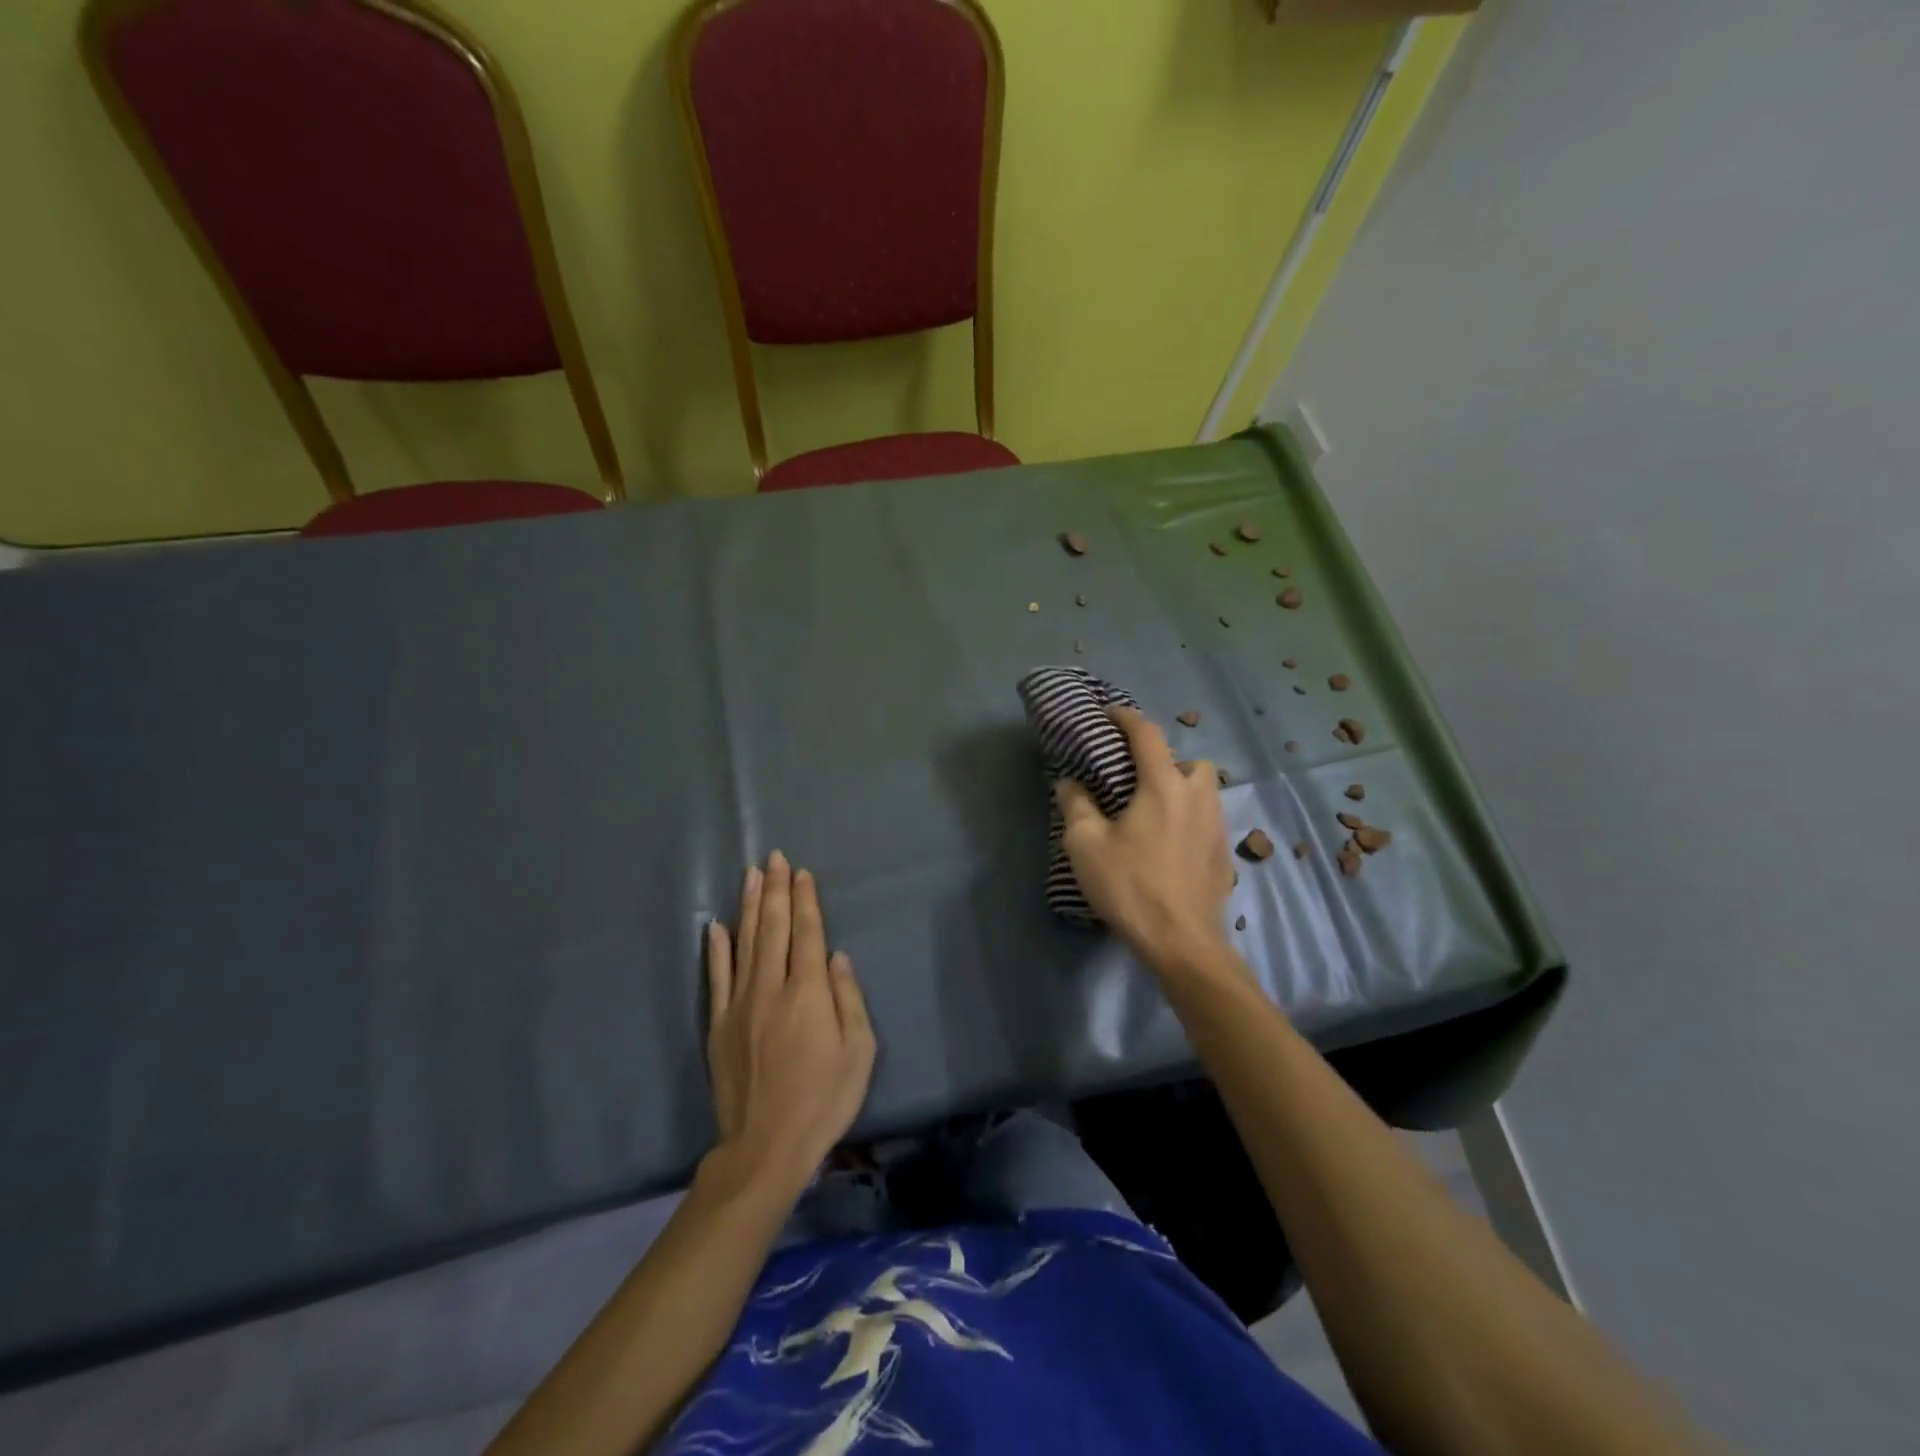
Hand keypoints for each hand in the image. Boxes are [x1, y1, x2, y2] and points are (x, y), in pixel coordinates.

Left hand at [704, 852, 876, 1199]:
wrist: (766, 1147)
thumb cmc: (824, 1100)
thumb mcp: (860, 1052)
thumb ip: (849, 999)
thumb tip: (837, 957)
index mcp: (809, 993)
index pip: (806, 933)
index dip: (805, 900)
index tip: (802, 872)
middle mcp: (772, 988)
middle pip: (773, 928)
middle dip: (775, 889)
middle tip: (774, 857)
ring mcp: (740, 1005)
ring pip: (744, 943)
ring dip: (747, 905)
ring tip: (750, 874)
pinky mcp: (718, 1025)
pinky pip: (716, 978)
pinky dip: (716, 949)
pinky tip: (714, 925)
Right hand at [1055, 707, 1236, 971]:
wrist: (1183, 943)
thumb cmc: (1130, 886)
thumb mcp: (1086, 845)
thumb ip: (1076, 805)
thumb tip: (1070, 783)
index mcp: (1164, 786)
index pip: (1147, 734)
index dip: (1126, 717)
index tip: (1109, 714)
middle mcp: (1198, 796)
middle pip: (1189, 760)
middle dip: (1165, 760)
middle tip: (1137, 779)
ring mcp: (1217, 824)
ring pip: (1203, 789)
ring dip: (1181, 788)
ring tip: (1153, 811)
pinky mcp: (1224, 852)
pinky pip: (1207, 817)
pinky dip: (1189, 817)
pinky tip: (1169, 843)